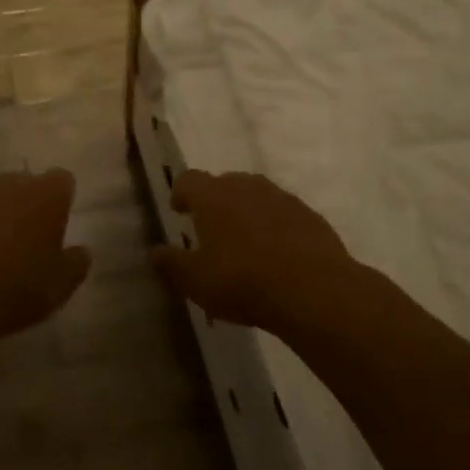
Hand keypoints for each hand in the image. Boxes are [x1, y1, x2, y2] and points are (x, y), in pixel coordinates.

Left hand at [0, 169, 91, 340]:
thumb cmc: (18, 288)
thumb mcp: (62, 285)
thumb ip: (77, 262)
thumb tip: (80, 250)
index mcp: (46, 195)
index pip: (63, 180)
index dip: (63, 199)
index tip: (59, 224)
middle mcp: (12, 184)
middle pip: (27, 183)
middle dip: (31, 202)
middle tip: (31, 237)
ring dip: (1, 212)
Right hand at [152, 170, 358, 330]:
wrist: (313, 289)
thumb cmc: (242, 281)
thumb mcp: (196, 281)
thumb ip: (172, 263)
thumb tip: (156, 251)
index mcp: (212, 196)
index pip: (188, 180)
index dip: (181, 193)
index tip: (179, 210)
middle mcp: (246, 186)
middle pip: (224, 183)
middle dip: (215, 202)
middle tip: (211, 229)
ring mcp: (281, 197)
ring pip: (256, 196)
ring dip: (246, 212)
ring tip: (245, 242)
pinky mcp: (308, 214)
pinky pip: (283, 213)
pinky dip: (275, 225)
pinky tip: (277, 253)